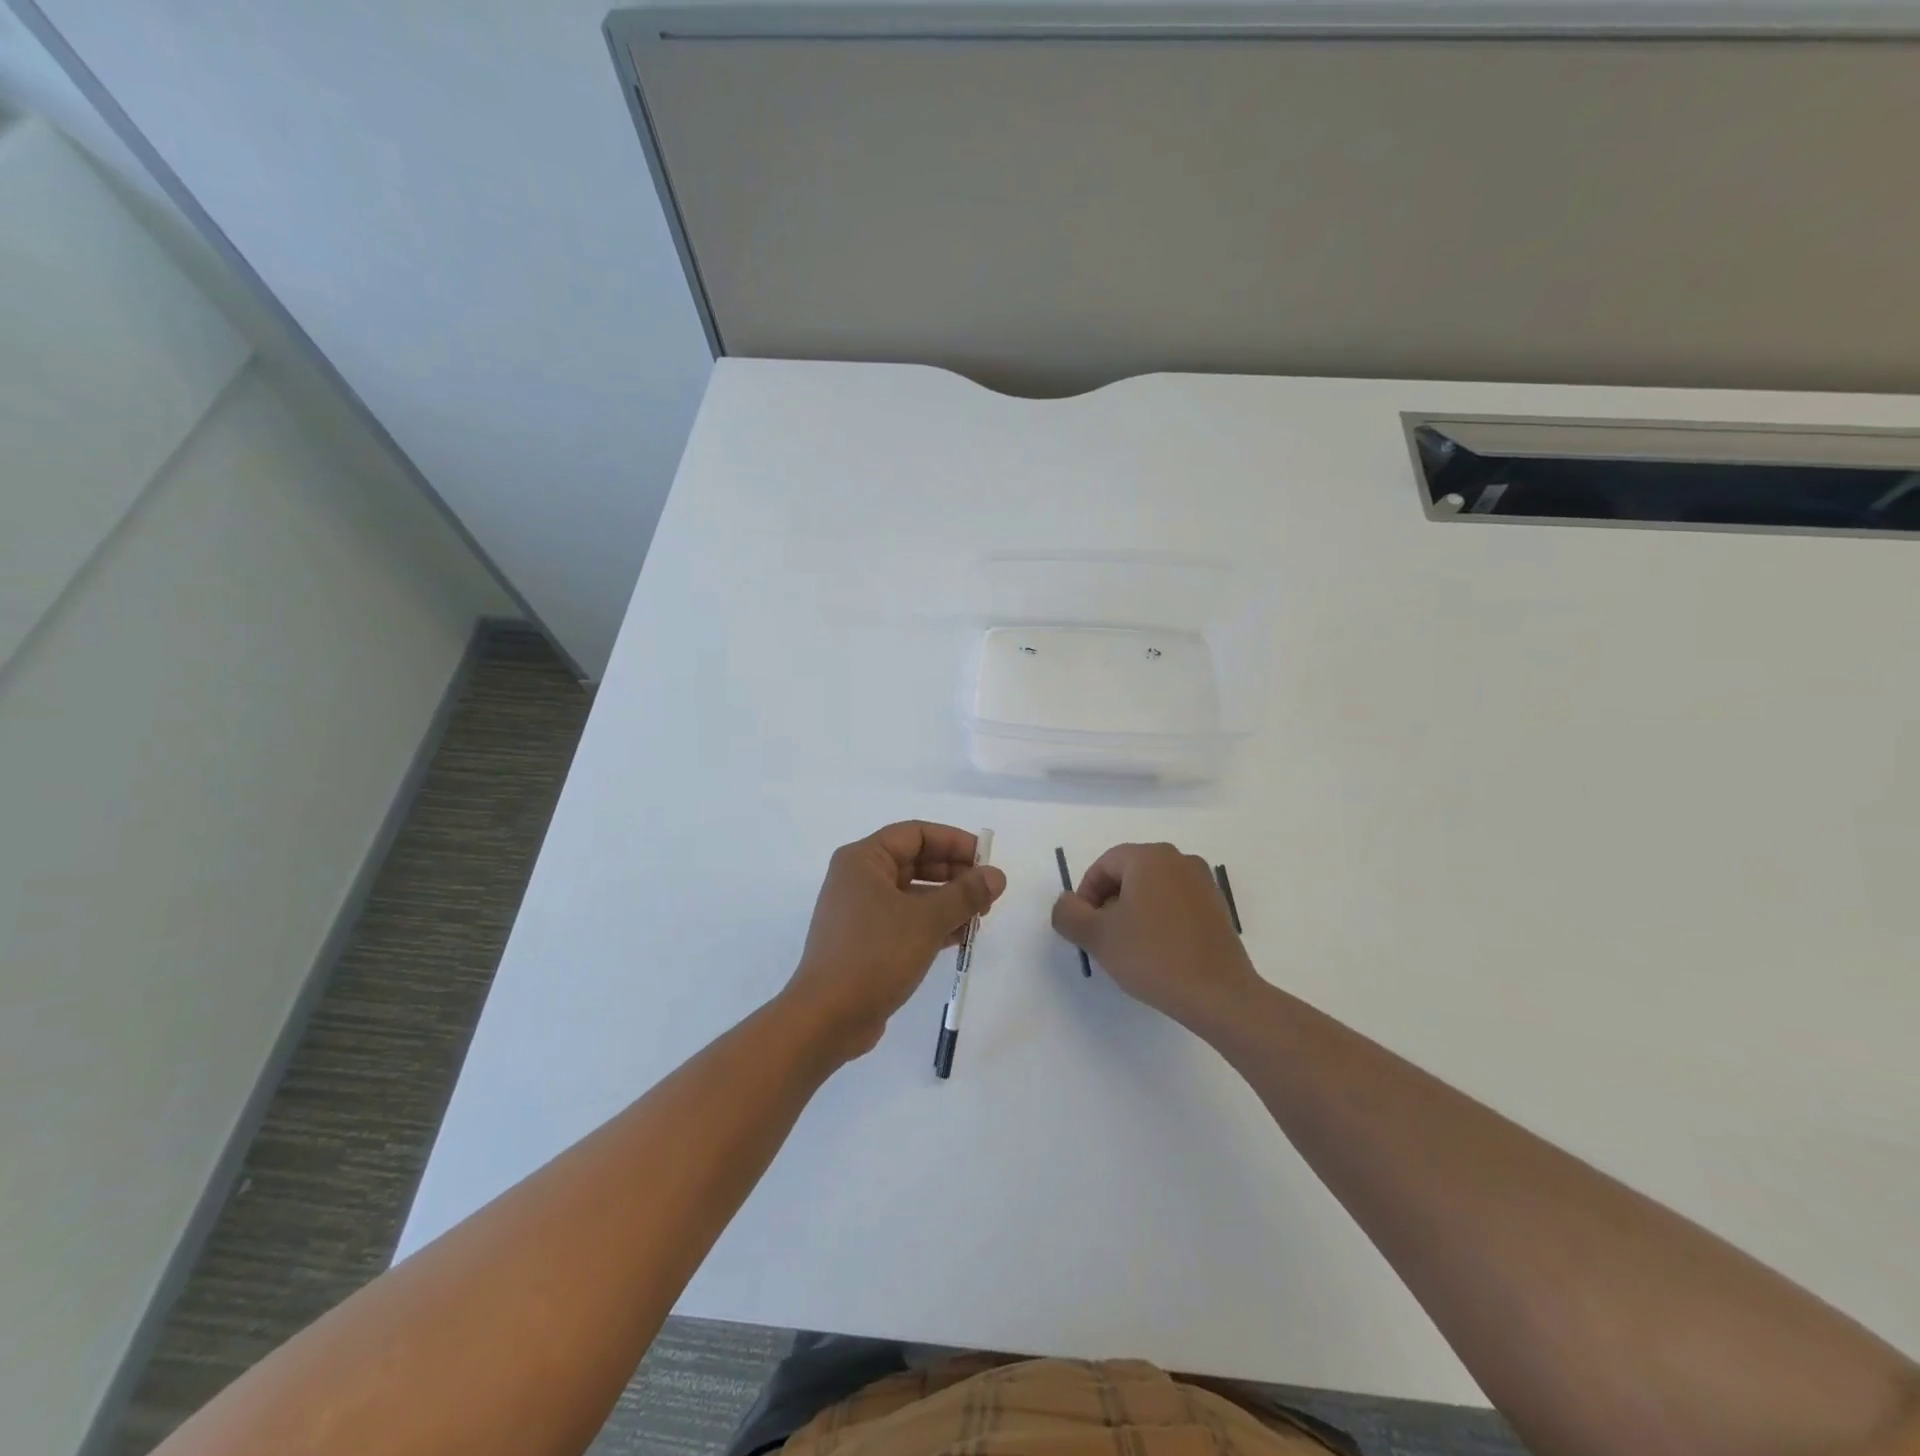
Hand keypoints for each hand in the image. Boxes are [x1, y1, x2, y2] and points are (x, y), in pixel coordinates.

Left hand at [783, 821, 1006, 1061]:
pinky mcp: (866, 942)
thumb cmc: (874, 955)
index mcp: (863, 860)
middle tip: (989, 891)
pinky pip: (906, 921)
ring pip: (913, 894)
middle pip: (915, 862)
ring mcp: (861, 912)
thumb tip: (997, 875)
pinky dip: (933, 924)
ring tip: (982, 916)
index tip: (985, 858)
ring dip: (948, 901)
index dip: (954, 841)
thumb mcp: (926, 920)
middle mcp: (859, 879)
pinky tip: (962, 936)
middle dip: (954, 874)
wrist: (826, 1018)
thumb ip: (965, 894)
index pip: (916, 834)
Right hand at [1051, 842, 1262, 1036]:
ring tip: (1130, 948)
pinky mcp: (1217, 907)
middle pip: (1129, 874)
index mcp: (1149, 857)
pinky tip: (1158, 952)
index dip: (1086, 895)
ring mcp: (1203, 882)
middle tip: (1104, 938)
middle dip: (1109, 903)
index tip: (1085, 928)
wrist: (1219, 995)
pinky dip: (1160, 919)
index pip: (1103, 865)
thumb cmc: (1153, 957)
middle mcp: (1179, 859)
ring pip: (1152, 889)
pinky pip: (1176, 903)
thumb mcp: (1097, 937)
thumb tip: (1067, 903)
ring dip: (1134, 911)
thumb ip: (1068, 914)